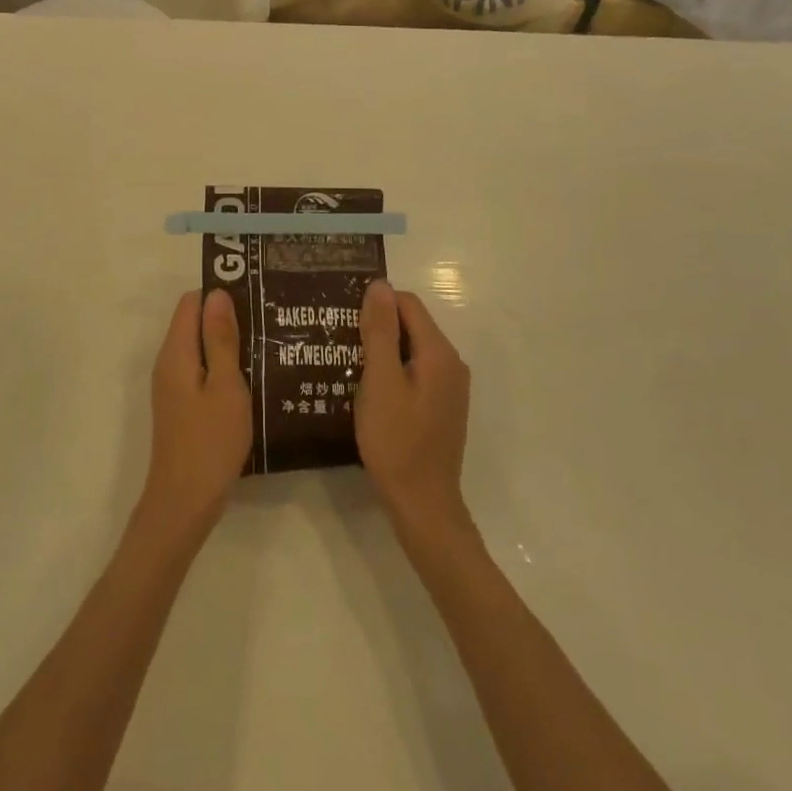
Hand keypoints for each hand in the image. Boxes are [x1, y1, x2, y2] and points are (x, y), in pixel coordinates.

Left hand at [141, 289, 251, 534]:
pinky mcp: (181, 405)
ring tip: (266, 346)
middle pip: (194, 323)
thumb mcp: (225, 386)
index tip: (254, 298)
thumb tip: (217, 293)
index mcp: (176, 352)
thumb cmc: (210, 441)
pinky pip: (201, 371)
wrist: (185, 502)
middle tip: (268, 322)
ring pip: (200, 348)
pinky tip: (252, 378)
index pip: (191, 303)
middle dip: (227, 318)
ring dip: (228, 344)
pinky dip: (222, 367)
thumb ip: (221, 339)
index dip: (220, 295)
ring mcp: (173, 386)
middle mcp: (169, 363)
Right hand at [356, 282, 472, 535]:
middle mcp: (451, 363)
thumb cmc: (396, 441)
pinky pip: (416, 371)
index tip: (344, 317)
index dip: (376, 304)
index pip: (408, 304)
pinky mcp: (441, 406)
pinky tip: (368, 387)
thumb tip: (380, 285)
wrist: (422, 505)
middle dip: (378, 325)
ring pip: (412, 349)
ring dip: (383, 348)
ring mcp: (449, 387)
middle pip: (412, 324)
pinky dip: (393, 369)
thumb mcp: (380, 381)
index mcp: (439, 353)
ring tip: (347, 360)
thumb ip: (381, 331)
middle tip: (340, 338)